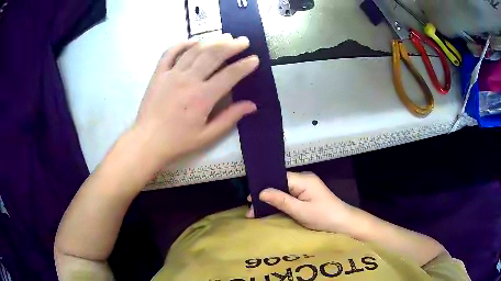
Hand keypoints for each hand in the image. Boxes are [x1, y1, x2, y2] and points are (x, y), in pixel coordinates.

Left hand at [134, 34, 258, 165]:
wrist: (147, 141)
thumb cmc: (178, 141)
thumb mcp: (207, 135)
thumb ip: (230, 118)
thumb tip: (252, 105)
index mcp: (203, 97)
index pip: (229, 75)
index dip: (244, 66)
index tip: (255, 59)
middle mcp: (188, 80)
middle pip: (213, 55)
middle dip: (231, 46)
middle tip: (243, 41)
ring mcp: (171, 74)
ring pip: (195, 50)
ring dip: (212, 41)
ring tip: (225, 36)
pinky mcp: (159, 74)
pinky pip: (170, 52)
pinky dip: (182, 44)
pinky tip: (194, 41)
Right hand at [247, 172, 354, 233]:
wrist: (344, 223)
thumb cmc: (323, 217)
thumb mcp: (301, 211)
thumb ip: (281, 200)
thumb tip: (261, 192)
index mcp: (303, 179)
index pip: (278, 177)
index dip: (263, 187)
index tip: (250, 199)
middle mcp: (303, 179)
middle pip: (279, 183)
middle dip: (265, 195)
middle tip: (251, 209)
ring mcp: (306, 186)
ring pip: (283, 190)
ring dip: (271, 200)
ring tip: (256, 211)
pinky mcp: (307, 194)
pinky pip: (289, 195)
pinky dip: (279, 202)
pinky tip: (270, 208)